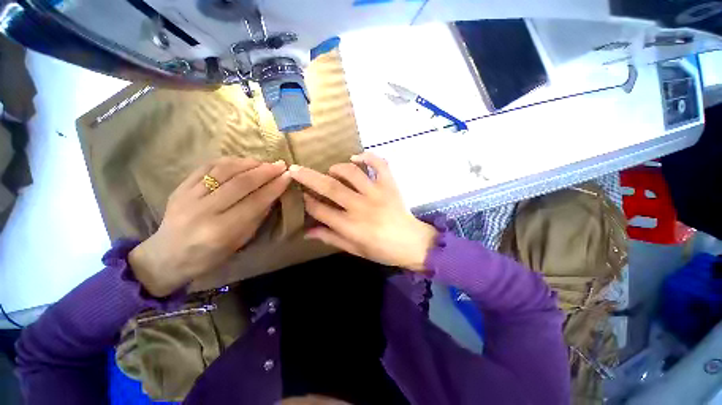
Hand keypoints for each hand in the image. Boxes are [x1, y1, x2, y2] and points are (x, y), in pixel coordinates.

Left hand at [129, 157, 290, 296]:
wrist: (166, 256)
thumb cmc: (208, 256)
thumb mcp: (239, 242)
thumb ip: (256, 217)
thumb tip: (272, 195)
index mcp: (221, 231)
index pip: (255, 202)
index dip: (274, 187)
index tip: (288, 176)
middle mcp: (203, 211)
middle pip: (240, 183)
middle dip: (265, 171)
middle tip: (281, 165)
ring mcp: (188, 197)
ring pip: (223, 171)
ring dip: (248, 163)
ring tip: (264, 162)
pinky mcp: (179, 188)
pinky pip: (206, 167)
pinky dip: (227, 161)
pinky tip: (241, 161)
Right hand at [289, 152, 436, 270]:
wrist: (412, 243)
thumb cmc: (382, 250)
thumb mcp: (354, 249)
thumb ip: (330, 238)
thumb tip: (306, 232)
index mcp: (350, 225)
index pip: (320, 209)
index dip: (307, 201)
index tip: (299, 194)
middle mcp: (360, 206)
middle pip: (330, 187)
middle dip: (308, 177)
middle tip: (294, 168)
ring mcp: (377, 193)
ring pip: (352, 172)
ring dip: (337, 168)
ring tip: (331, 170)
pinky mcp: (390, 185)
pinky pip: (380, 165)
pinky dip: (369, 156)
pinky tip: (358, 157)